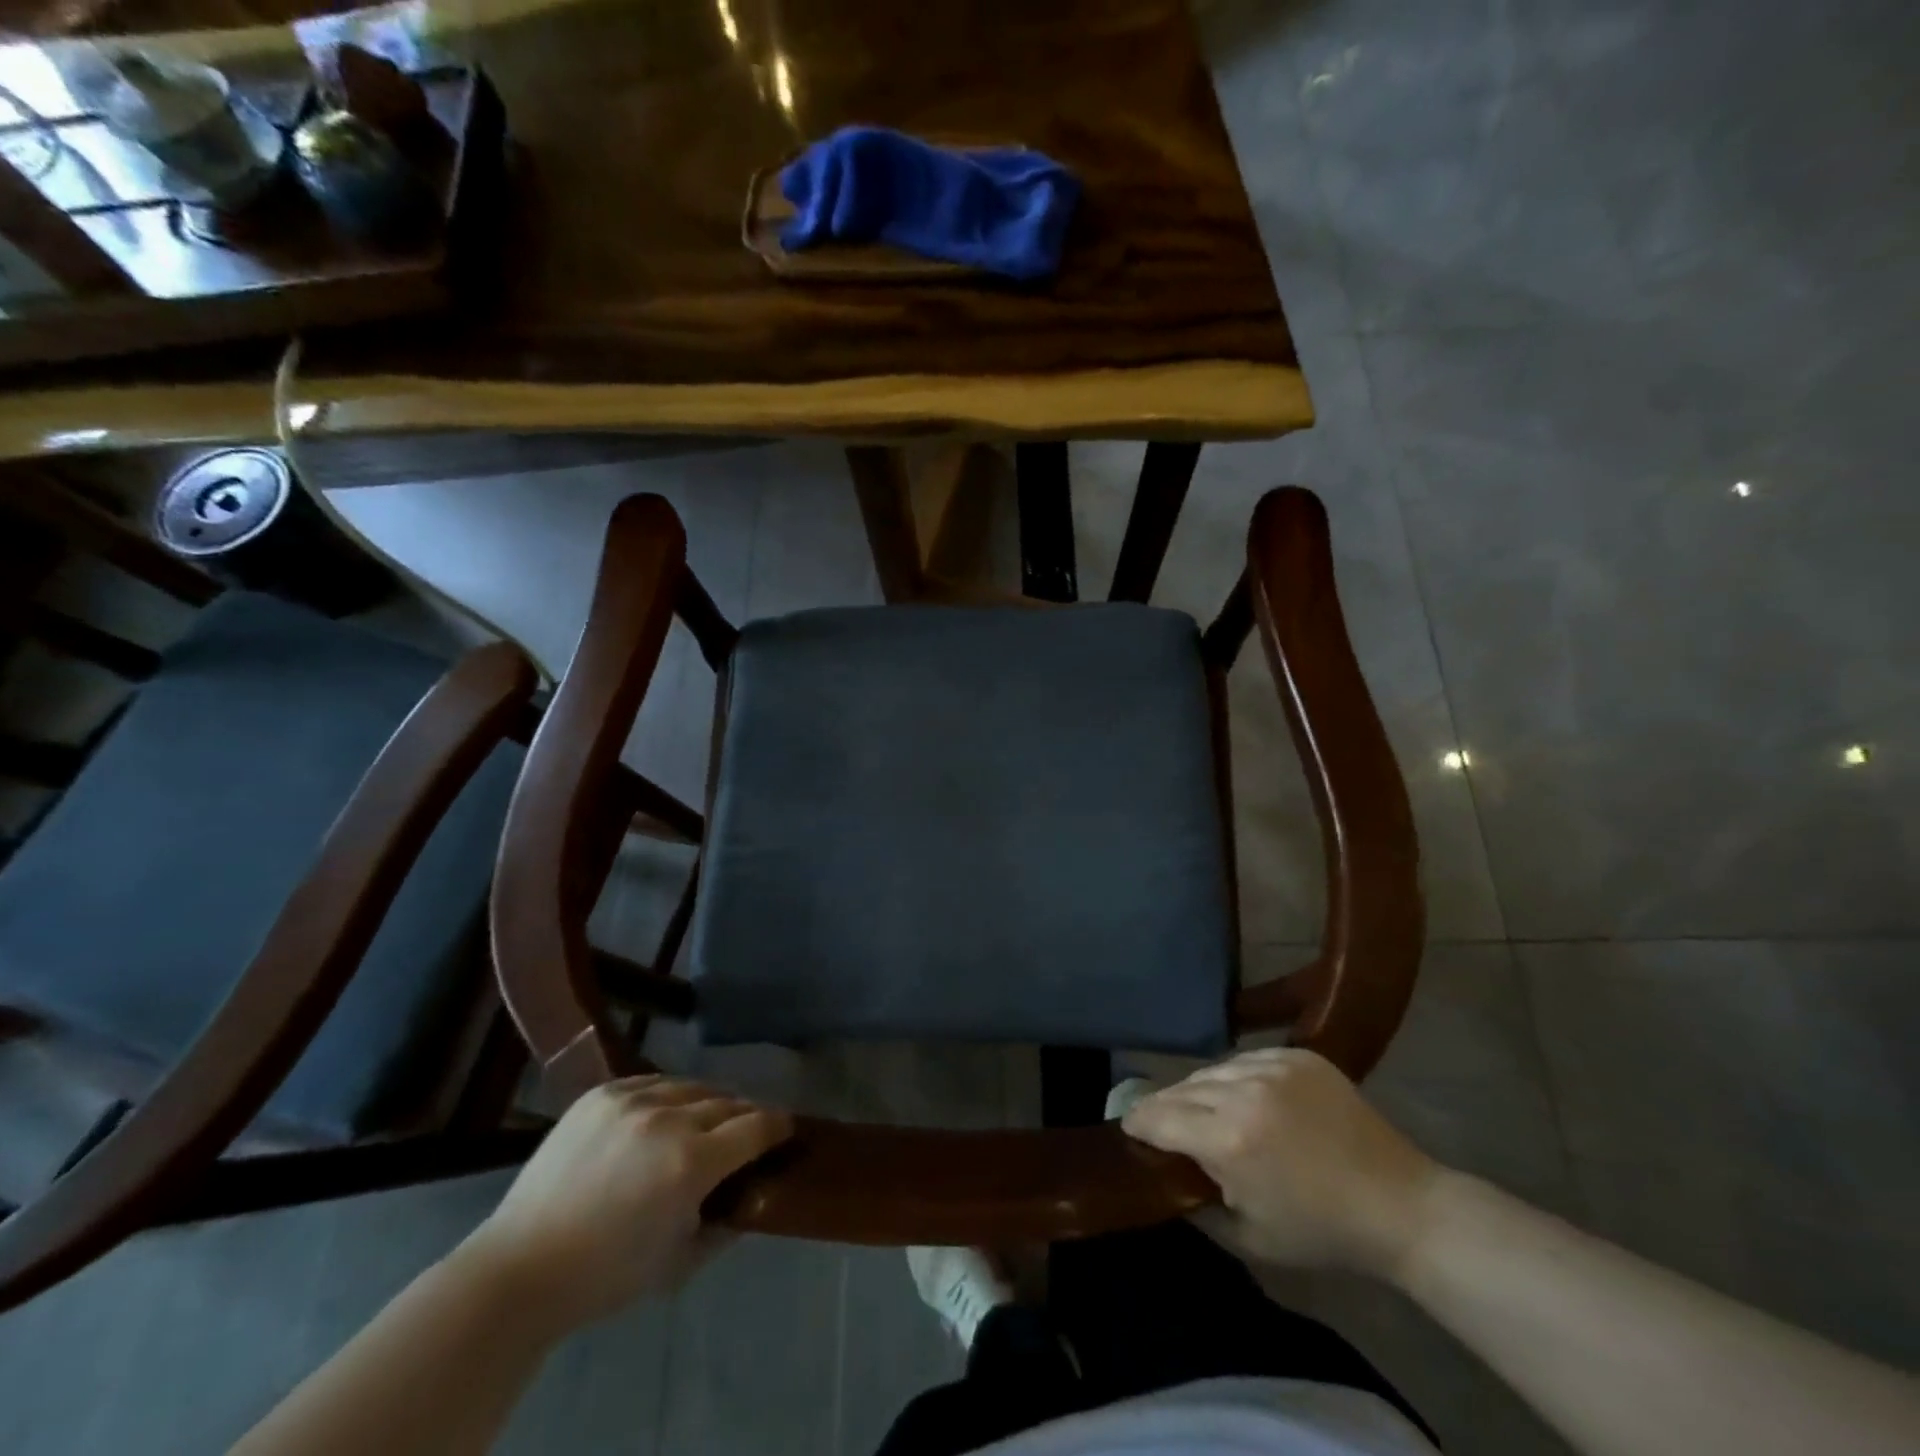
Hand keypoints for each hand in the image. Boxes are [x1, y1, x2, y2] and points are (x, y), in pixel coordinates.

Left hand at [458, 1076, 792, 1332]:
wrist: (520, 1268)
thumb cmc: (607, 1276)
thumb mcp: (681, 1262)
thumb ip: (727, 1223)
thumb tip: (754, 1195)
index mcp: (691, 1163)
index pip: (756, 1126)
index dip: (778, 1126)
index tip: (786, 1129)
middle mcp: (668, 1119)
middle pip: (728, 1102)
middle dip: (745, 1117)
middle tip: (747, 1133)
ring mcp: (632, 1100)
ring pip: (692, 1086)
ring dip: (708, 1102)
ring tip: (707, 1120)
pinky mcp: (602, 1093)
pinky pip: (654, 1081)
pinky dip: (670, 1094)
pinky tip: (666, 1113)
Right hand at [1122, 1048, 1441, 1279]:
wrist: (1400, 1205)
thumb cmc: (1322, 1232)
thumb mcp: (1249, 1236)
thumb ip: (1198, 1201)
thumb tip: (1166, 1174)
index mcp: (1228, 1140)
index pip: (1159, 1117)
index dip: (1138, 1121)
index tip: (1128, 1126)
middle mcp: (1243, 1093)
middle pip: (1182, 1089)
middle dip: (1166, 1106)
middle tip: (1159, 1120)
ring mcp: (1273, 1067)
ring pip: (1213, 1069)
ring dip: (1200, 1089)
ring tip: (1202, 1108)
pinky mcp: (1298, 1056)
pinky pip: (1247, 1058)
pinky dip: (1236, 1076)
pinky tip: (1242, 1095)